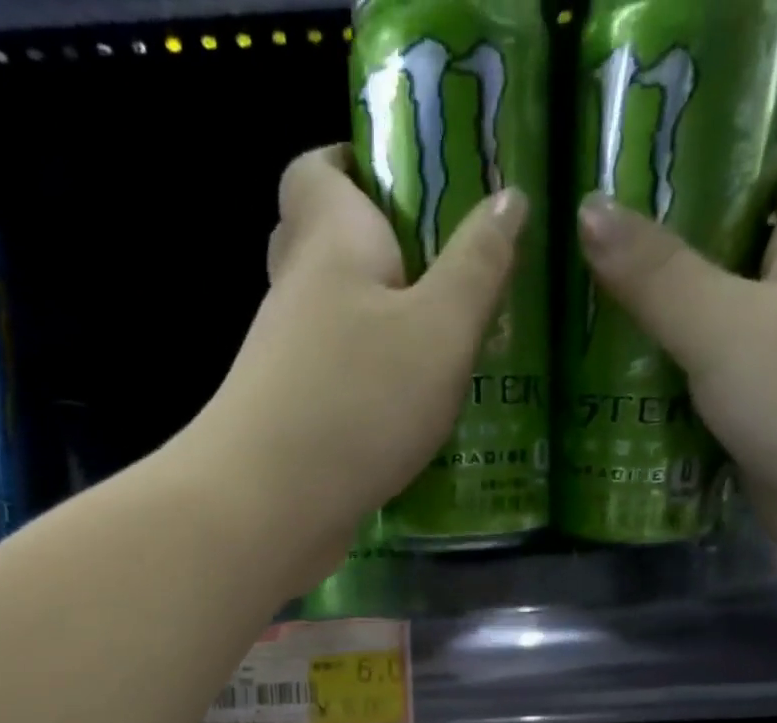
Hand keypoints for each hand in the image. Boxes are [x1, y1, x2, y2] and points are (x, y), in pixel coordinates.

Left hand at [191, 144, 527, 581]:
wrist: (267, 507)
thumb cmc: (358, 401)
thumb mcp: (441, 329)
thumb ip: (478, 265)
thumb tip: (508, 199)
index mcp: (329, 242)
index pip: (317, 169)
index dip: (355, 161)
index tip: (408, 185)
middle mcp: (295, 295)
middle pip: (324, 248)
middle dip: (380, 253)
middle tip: (443, 275)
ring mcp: (285, 365)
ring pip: (333, 325)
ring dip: (381, 331)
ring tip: (446, 353)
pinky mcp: (290, 423)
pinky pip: (334, 385)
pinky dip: (369, 390)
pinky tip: (412, 418)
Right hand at [578, 142, 776, 594]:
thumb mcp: (731, 327)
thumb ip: (658, 276)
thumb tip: (589, 209)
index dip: (727, 160)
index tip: (646, 176)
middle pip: (728, 257)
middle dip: (660, 260)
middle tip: (577, 261)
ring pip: (708, 336)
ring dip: (650, 338)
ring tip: (570, 328)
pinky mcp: (762, 427)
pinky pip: (703, 398)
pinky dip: (661, 399)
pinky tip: (600, 400)